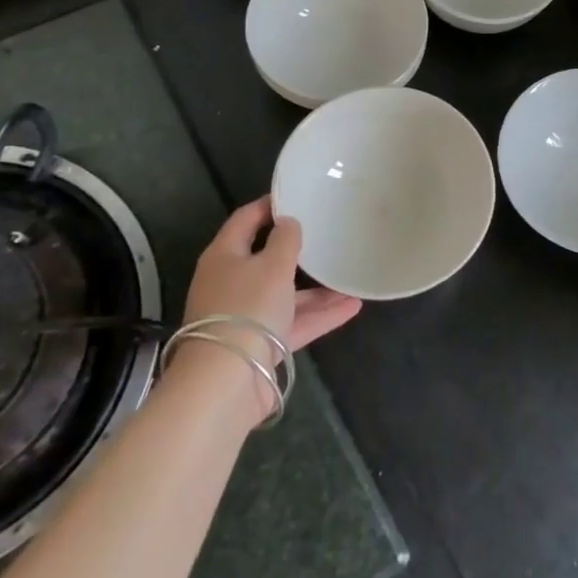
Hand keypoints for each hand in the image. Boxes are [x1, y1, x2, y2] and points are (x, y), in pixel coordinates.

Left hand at [182, 195, 361, 359]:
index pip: (245, 220)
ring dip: (317, 289)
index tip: (298, 196)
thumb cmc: (247, 308)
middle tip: (327, 235)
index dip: (270, 206)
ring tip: (350, 277)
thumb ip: (285, 239)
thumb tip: (288, 222)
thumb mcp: (272, 265)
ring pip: (285, 294)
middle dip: (298, 251)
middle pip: (266, 260)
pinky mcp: (261, 345)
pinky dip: (320, 315)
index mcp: (224, 256)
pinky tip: (352, 307)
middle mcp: (232, 283)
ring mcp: (246, 317)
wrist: (226, 381)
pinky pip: (294, 322)